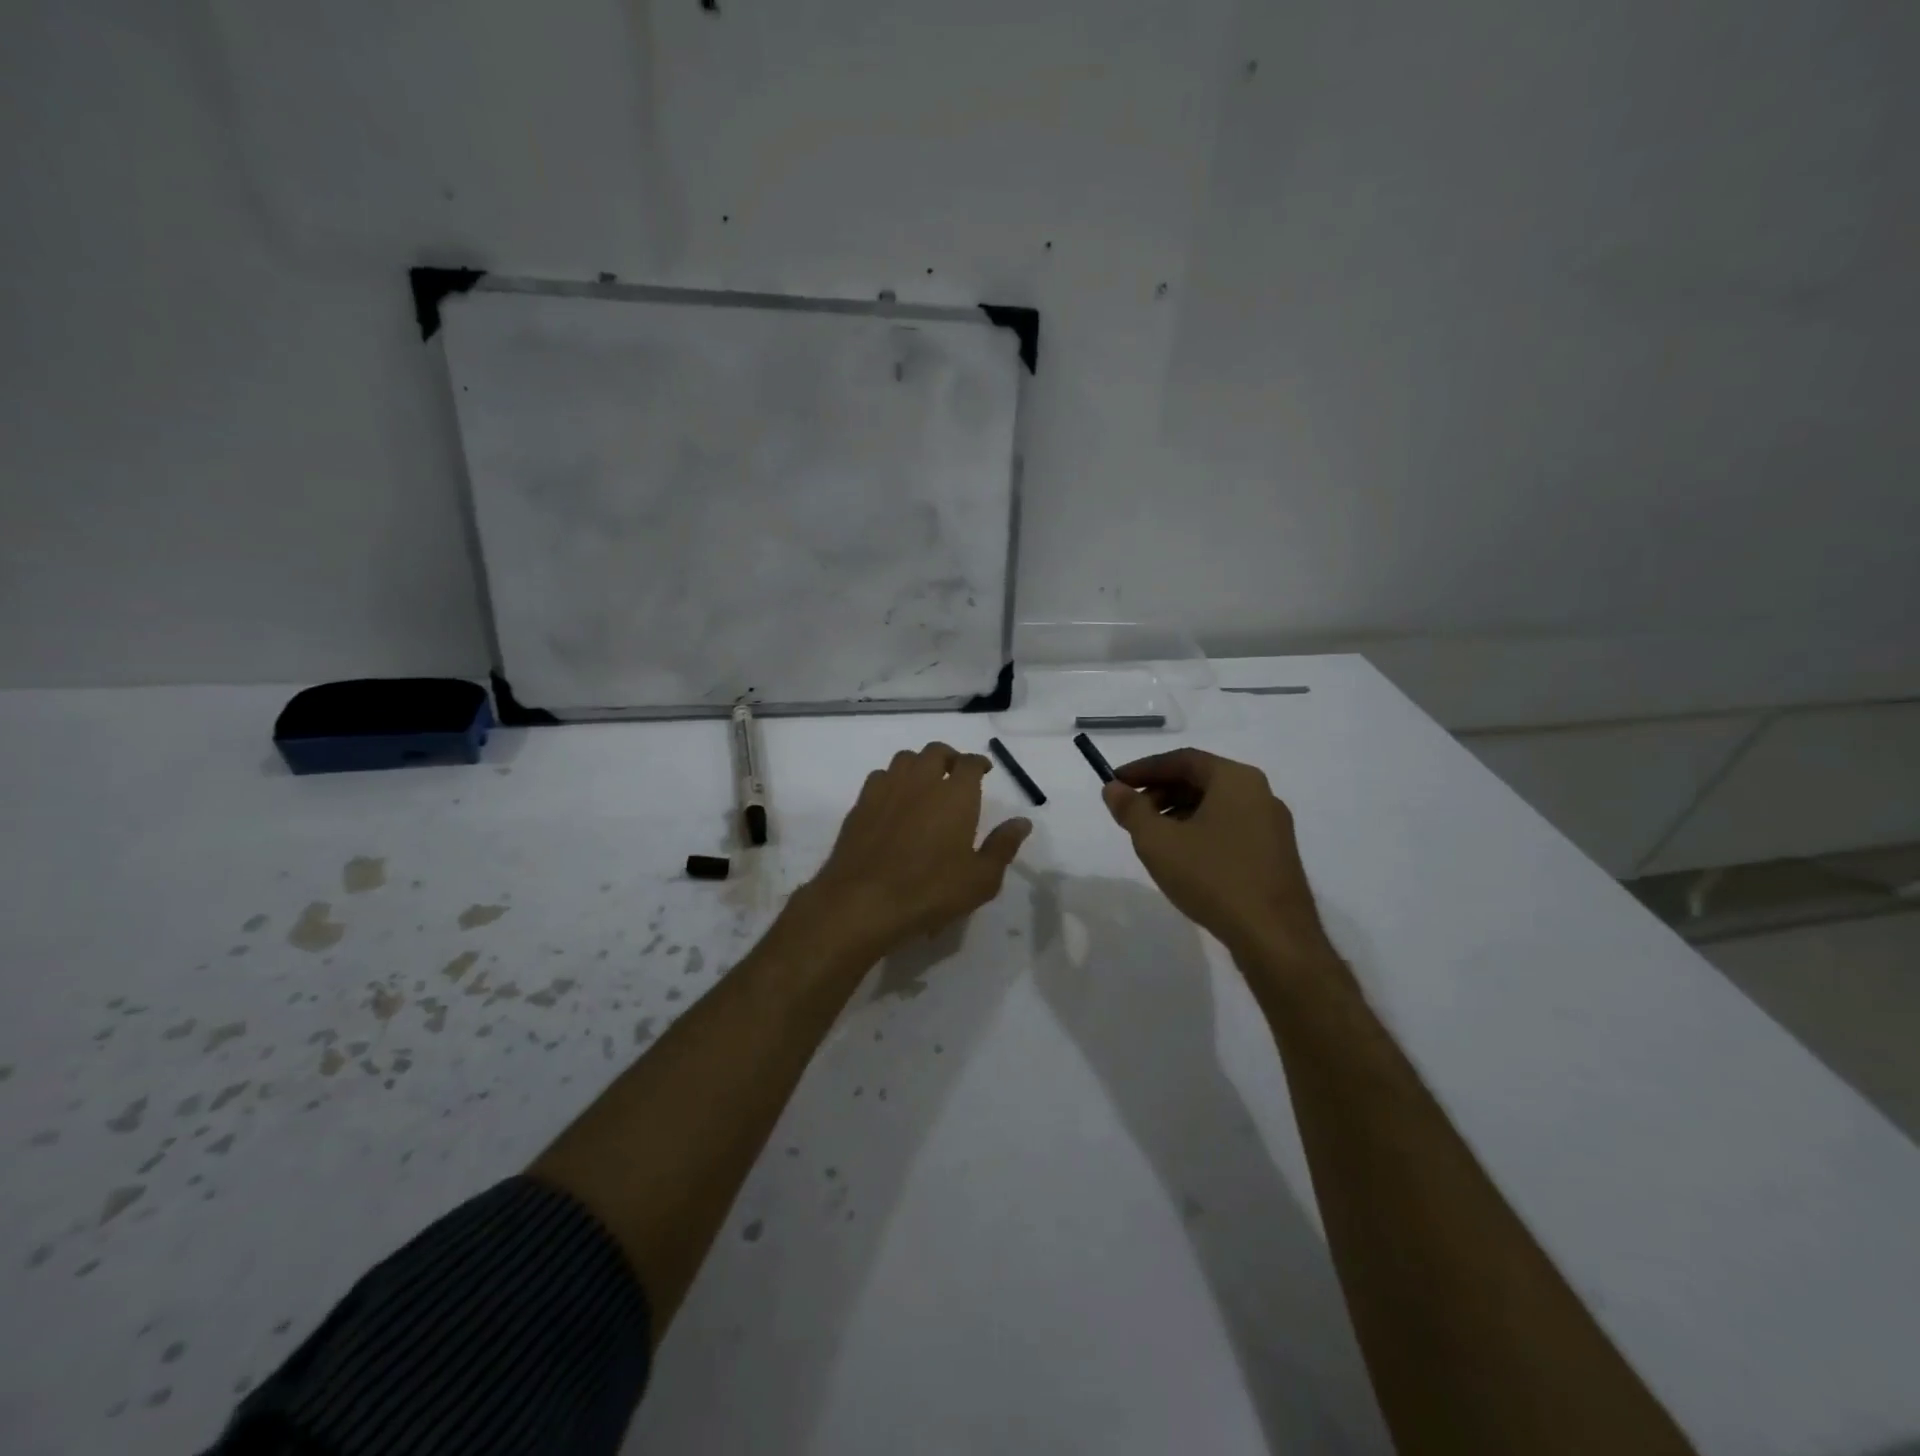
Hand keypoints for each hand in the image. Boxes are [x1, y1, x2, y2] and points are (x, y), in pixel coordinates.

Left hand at [799, 742, 1032, 963]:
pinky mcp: (861, 804)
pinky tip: (894, 800)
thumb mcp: (980, 879)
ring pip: (905, 759)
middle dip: (949, 757)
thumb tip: (1022, 822)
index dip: (979, 763)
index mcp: (956, 795)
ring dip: (919, 764)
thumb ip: (1003, 846)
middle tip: (955, 773)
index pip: (970, 763)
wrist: (864, 901)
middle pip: (936, 751)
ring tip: (924, 782)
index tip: (984, 771)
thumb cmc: (930, 891)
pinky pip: (880, 777)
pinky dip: (892, 780)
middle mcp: (921, 781)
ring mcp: (887, 789)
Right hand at [1101, 749, 1336, 973]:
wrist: (1274, 937)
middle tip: (1130, 813)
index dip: (1144, 769)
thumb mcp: (1158, 842)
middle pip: (1201, 780)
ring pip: (1215, 806)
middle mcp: (1260, 794)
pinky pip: (1230, 829)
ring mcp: (1272, 826)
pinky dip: (1200, 832)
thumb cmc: (1213, 877)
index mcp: (1236, 780)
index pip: (1183, 760)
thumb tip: (1113, 788)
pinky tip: (1183, 859)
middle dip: (1160, 792)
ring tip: (1152, 839)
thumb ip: (1131, 810)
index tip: (1116, 783)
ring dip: (1178, 814)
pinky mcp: (1275, 855)